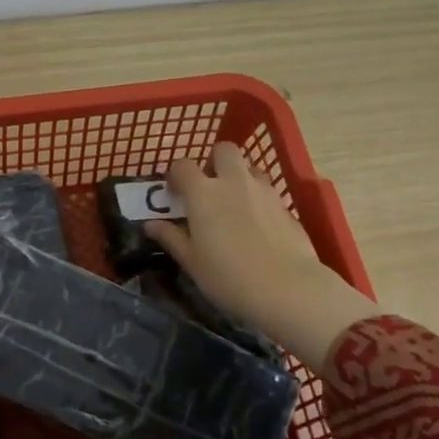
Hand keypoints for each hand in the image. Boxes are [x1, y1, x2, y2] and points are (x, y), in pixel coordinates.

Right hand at [145, 143, 375, 369]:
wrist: (287, 288)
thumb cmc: (228, 276)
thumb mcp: (192, 261)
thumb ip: (171, 238)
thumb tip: (151, 225)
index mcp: (203, 192)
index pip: (183, 166)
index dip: (175, 175)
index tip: (173, 193)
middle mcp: (234, 182)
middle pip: (224, 150)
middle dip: (214, 162)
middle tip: (209, 188)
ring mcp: (264, 191)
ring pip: (249, 168)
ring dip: (239, 178)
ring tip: (234, 205)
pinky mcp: (286, 206)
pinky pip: (267, 191)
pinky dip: (258, 200)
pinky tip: (258, 227)